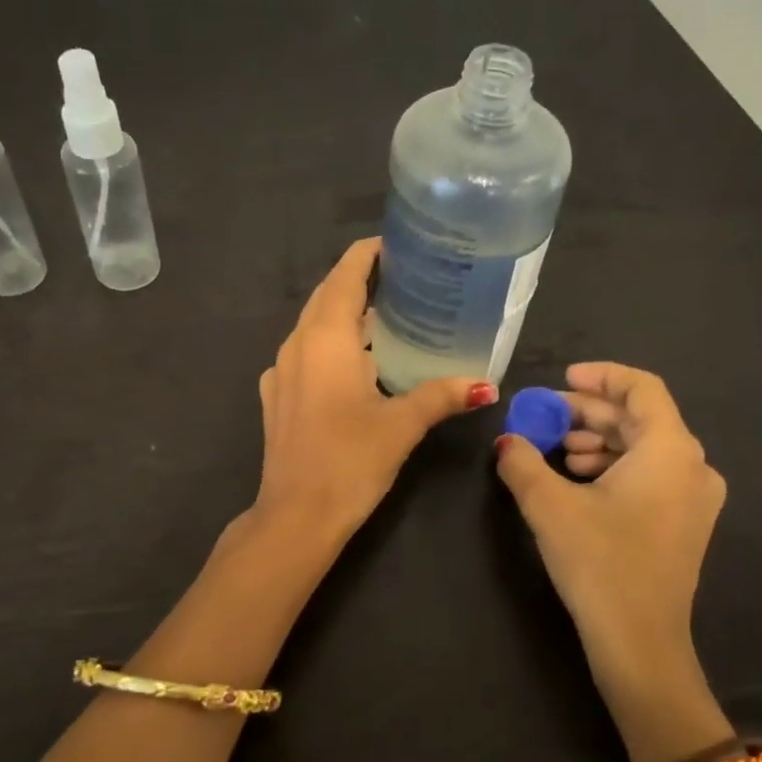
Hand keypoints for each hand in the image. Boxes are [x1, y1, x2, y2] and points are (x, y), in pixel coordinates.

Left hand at [254, 239, 495, 542]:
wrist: (295, 515)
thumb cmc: (349, 461)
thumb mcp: (401, 425)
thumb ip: (441, 396)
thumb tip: (485, 385)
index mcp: (324, 339)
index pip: (345, 275)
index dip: (368, 254)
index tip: (400, 245)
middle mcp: (296, 345)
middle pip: (327, 296)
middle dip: (360, 280)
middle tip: (405, 278)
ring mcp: (280, 371)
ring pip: (314, 326)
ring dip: (346, 315)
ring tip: (388, 317)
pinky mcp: (277, 397)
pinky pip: (306, 354)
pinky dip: (332, 345)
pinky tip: (357, 364)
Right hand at [494, 362, 725, 708]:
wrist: (639, 643)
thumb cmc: (599, 563)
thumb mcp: (548, 505)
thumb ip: (522, 461)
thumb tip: (506, 441)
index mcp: (670, 451)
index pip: (642, 388)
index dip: (600, 376)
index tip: (562, 379)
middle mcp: (693, 466)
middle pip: (640, 419)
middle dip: (589, 413)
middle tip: (545, 417)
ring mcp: (694, 498)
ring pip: (644, 448)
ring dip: (598, 442)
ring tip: (557, 452)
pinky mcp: (685, 524)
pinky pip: (650, 475)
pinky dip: (613, 467)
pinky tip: (577, 481)